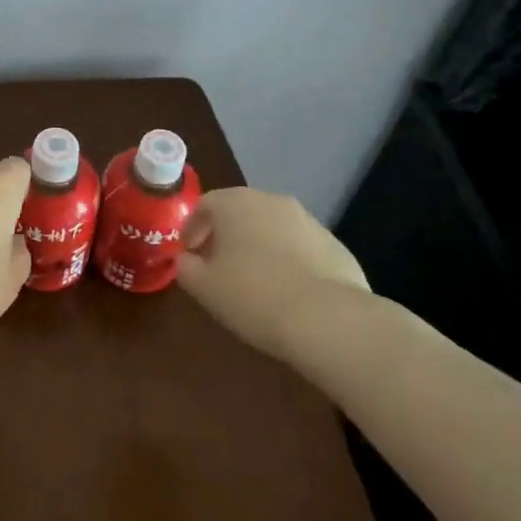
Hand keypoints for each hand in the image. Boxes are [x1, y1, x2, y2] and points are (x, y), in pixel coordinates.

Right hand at [174, 187, 368, 359]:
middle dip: (226, 236)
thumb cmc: (254, 296)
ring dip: (259, 247)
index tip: (188, 254)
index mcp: (235, 203)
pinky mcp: (335, 245)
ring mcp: (308, 221)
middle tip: (218, 267)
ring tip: (254, 283)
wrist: (328, 319)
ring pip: (272, 228)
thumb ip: (185, 268)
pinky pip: (300, 248)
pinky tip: (287, 293)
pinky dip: (288, 262)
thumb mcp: (204, 287)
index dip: (192, 228)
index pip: (204, 204)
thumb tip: (185, 260)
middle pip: (240, 212)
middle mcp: (271, 201)